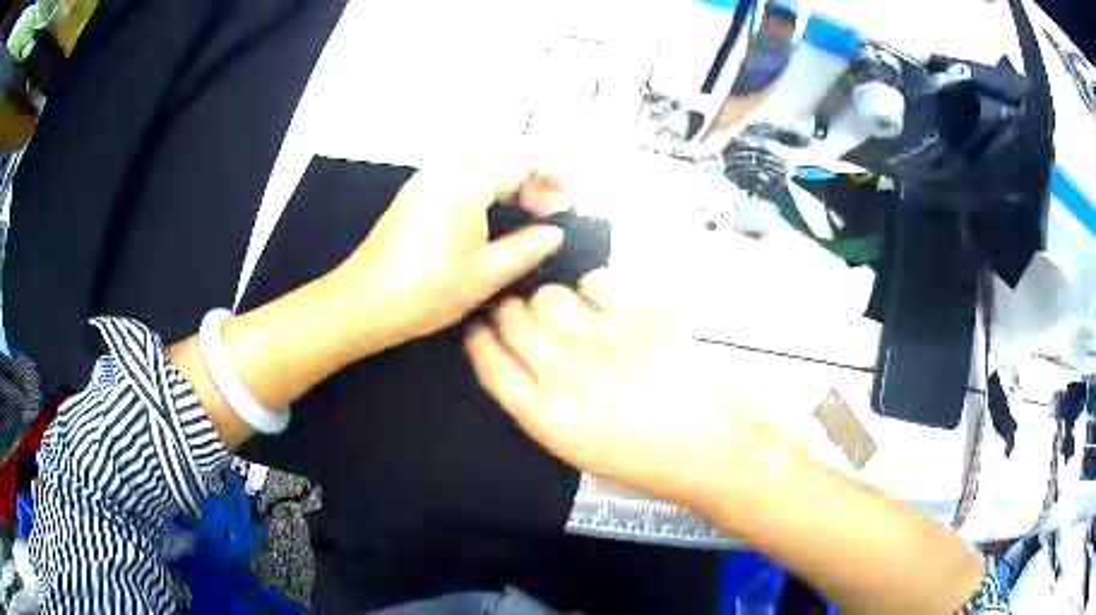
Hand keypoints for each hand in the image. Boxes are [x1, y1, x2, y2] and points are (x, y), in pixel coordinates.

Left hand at [323, 164, 566, 355]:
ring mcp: (427, 179)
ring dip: (509, 178)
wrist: (362, 303)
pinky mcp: (416, 193)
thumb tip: (554, 233)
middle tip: (545, 209)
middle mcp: (446, 168)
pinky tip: (491, 215)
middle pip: (501, 150)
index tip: (567, 202)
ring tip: (524, 212)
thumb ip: (528, 248)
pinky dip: (486, 184)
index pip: (522, 156)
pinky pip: (461, 173)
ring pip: (481, 160)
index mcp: (467, 181)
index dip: (553, 174)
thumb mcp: (486, 274)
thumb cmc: (426, 291)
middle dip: (532, 173)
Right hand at [465, 270, 762, 509]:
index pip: (492, 365)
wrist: (713, 451)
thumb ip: (546, 405)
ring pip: (550, 297)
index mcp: (550, 418)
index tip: (480, 328)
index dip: (480, 341)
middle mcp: (569, 375)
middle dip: (508, 313)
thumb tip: (525, 362)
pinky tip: (602, 302)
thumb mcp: (582, 449)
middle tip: (519, 313)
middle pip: (513, 323)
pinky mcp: (643, 319)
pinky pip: (598, 283)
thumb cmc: (649, 460)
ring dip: (548, 300)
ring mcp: (606, 342)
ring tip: (564, 310)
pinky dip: (593, 287)